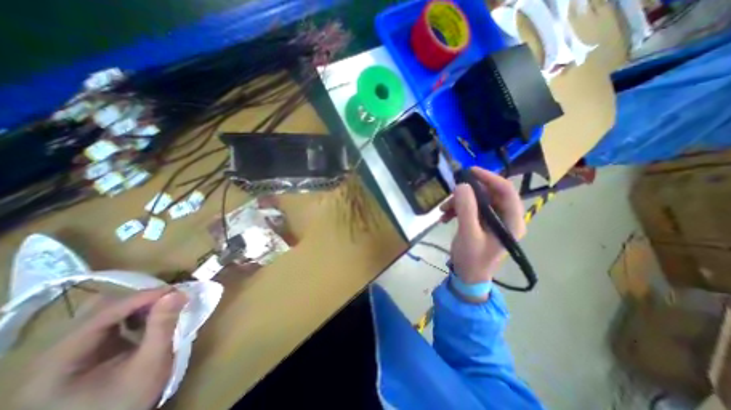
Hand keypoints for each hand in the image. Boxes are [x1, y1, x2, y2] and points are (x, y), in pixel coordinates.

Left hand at [13, 288, 185, 408]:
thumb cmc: (129, 399)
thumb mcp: (151, 363)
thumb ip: (162, 326)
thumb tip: (177, 293)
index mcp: (57, 362)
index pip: (103, 314)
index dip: (142, 298)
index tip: (176, 290)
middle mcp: (52, 353)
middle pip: (100, 310)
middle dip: (141, 300)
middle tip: (172, 297)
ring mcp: (64, 352)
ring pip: (104, 312)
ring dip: (138, 306)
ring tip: (164, 307)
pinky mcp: (80, 352)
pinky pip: (108, 322)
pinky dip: (132, 315)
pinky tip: (149, 319)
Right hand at [440, 167, 524, 283]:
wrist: (467, 276)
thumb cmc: (472, 259)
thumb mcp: (468, 234)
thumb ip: (466, 209)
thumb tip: (461, 186)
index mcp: (511, 222)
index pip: (506, 191)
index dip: (489, 178)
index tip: (470, 172)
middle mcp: (505, 218)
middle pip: (489, 194)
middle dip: (468, 193)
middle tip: (451, 194)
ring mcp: (492, 220)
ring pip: (477, 200)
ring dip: (458, 202)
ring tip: (443, 210)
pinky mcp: (481, 223)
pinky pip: (469, 208)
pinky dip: (456, 209)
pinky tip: (445, 217)